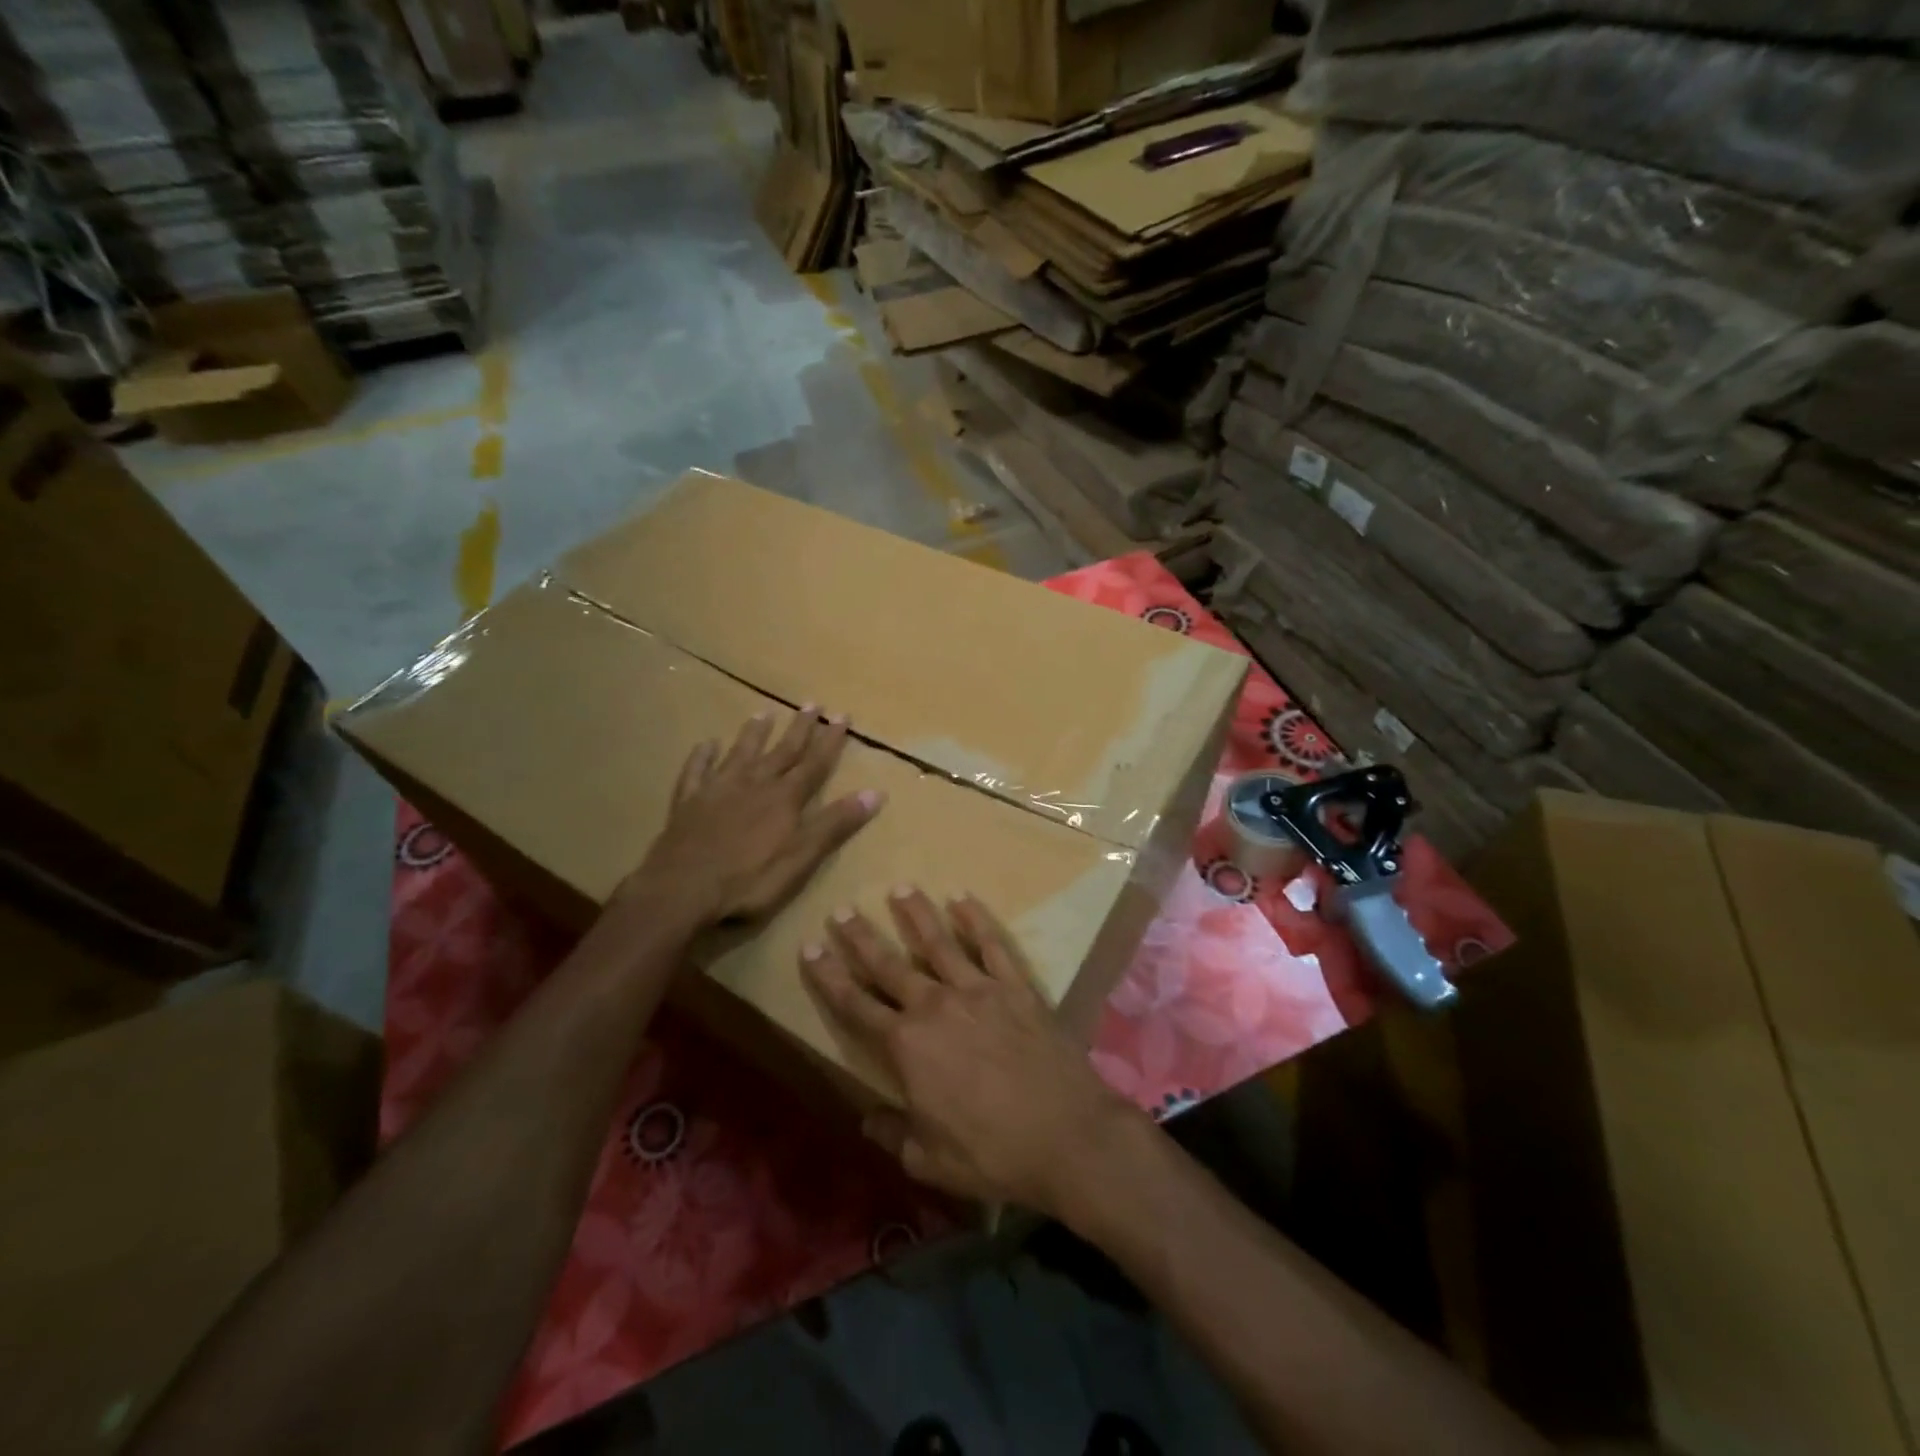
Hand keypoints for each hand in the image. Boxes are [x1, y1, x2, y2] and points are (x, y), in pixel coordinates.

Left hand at [619, 705, 883, 932]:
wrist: (682, 890)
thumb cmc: (749, 880)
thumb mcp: (802, 857)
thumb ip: (835, 824)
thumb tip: (875, 792)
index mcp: (784, 798)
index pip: (814, 764)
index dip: (830, 741)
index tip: (842, 716)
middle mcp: (754, 784)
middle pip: (781, 751)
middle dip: (799, 728)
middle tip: (811, 703)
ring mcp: (717, 790)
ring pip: (740, 753)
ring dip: (753, 733)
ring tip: (763, 713)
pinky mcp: (688, 803)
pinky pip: (696, 771)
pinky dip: (702, 756)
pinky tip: (706, 744)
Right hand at [800, 888, 1138, 1217]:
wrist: (1067, 1136)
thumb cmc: (993, 1154)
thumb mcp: (929, 1160)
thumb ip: (894, 1134)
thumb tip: (868, 1119)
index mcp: (907, 1046)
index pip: (856, 1005)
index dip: (829, 977)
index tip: (810, 948)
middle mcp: (936, 1006)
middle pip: (889, 965)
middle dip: (861, 937)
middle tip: (842, 910)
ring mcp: (978, 990)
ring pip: (938, 942)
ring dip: (916, 914)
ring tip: (900, 888)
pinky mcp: (1016, 987)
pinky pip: (993, 945)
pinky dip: (976, 919)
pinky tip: (963, 898)